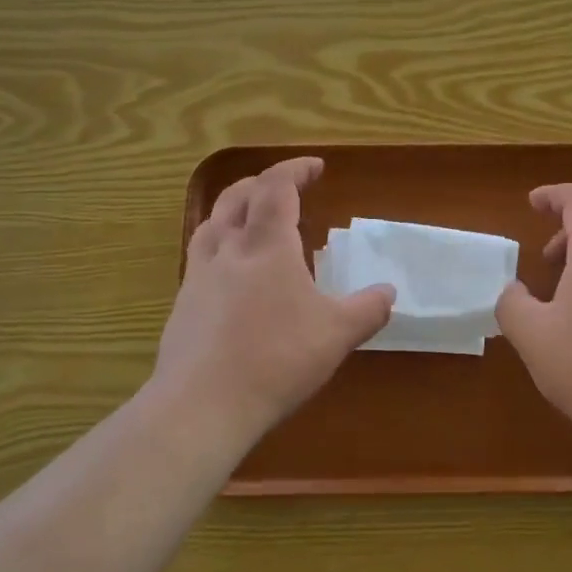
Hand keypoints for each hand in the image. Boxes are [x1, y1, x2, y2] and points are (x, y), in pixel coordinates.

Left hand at [153, 158, 392, 435]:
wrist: (202, 405)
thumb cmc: (277, 359)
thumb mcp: (337, 335)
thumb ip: (368, 310)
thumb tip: (389, 292)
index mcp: (267, 246)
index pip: (277, 187)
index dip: (296, 169)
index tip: (316, 166)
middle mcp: (228, 250)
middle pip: (236, 197)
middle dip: (261, 183)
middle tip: (283, 187)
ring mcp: (199, 277)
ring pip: (210, 224)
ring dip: (231, 209)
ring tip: (248, 219)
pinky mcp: (182, 307)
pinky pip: (199, 259)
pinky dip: (218, 247)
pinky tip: (230, 275)